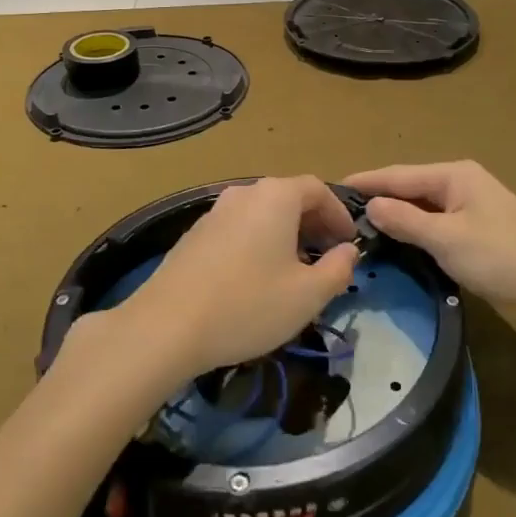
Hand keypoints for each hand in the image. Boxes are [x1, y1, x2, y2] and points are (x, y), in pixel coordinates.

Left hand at [111, 176, 358, 382]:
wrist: (166, 327)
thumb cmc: (248, 305)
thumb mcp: (308, 295)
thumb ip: (338, 269)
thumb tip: (348, 251)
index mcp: (276, 196)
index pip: (318, 189)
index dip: (339, 214)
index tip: (349, 242)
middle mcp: (244, 193)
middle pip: (289, 198)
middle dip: (314, 224)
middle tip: (327, 256)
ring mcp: (215, 212)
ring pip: (262, 214)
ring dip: (285, 234)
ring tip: (294, 270)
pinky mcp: (194, 234)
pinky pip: (239, 228)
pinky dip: (258, 242)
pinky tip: (256, 278)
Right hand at [345, 161, 515, 321]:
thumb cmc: (502, 255)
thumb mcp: (447, 239)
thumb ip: (406, 221)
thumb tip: (370, 206)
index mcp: (453, 175)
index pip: (397, 174)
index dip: (365, 182)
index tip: (332, 188)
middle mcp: (462, 181)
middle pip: (410, 187)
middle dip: (379, 198)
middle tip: (341, 214)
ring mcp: (474, 203)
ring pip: (424, 206)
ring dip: (398, 215)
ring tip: (362, 227)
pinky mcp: (482, 226)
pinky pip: (438, 221)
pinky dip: (417, 228)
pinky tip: (402, 240)